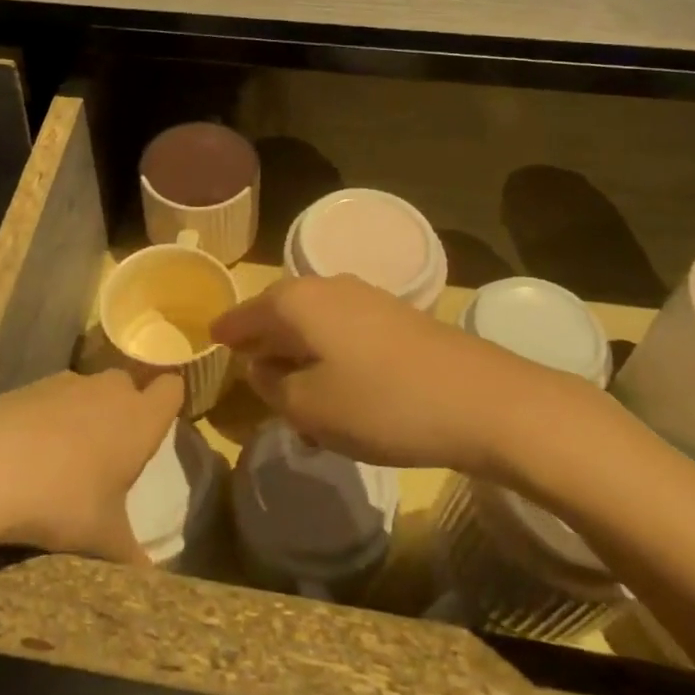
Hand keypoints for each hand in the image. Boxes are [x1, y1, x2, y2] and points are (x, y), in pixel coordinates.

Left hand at [0, 368, 184, 562]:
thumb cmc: (64, 500)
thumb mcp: (103, 539)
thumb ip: (132, 555)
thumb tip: (150, 578)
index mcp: (140, 419)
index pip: (172, 388)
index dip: (169, 402)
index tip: (159, 427)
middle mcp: (110, 390)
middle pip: (129, 385)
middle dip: (124, 409)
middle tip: (113, 451)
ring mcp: (69, 382)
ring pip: (90, 390)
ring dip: (87, 412)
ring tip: (68, 456)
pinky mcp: (32, 385)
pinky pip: (55, 397)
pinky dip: (51, 415)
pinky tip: (32, 450)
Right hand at [212, 275, 567, 472]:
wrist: (482, 400)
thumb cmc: (381, 404)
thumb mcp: (309, 407)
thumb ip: (271, 385)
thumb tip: (260, 366)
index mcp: (296, 301)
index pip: (246, 312)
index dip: (227, 331)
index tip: (211, 341)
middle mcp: (326, 287)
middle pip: (280, 311)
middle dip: (264, 342)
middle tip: (250, 372)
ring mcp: (366, 298)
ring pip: (314, 322)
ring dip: (299, 352)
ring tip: (295, 392)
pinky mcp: (396, 316)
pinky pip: (343, 331)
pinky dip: (329, 355)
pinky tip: (338, 389)